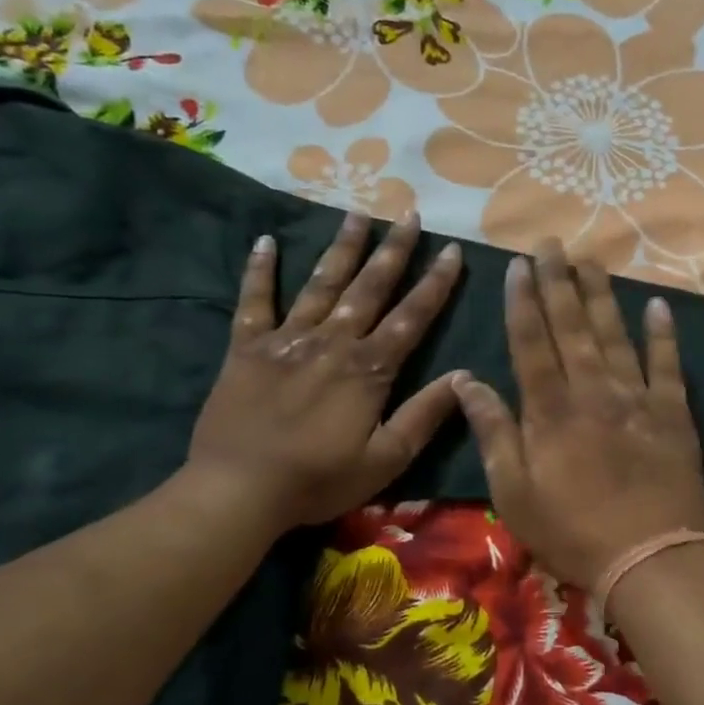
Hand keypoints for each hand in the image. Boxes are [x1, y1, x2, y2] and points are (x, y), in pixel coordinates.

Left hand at [186, 211, 463, 528]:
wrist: (238, 491)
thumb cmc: (318, 480)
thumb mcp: (386, 460)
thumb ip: (424, 416)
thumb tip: (464, 376)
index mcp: (368, 369)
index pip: (411, 317)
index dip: (435, 283)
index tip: (452, 250)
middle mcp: (332, 342)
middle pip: (369, 288)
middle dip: (393, 251)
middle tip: (409, 214)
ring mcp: (287, 340)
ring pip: (320, 284)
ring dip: (341, 248)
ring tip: (357, 214)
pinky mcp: (247, 349)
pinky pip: (254, 302)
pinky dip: (259, 271)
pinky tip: (265, 241)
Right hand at [452, 241, 703, 591]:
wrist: (650, 560)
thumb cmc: (571, 532)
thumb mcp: (513, 492)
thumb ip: (493, 432)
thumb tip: (466, 380)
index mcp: (550, 410)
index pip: (531, 342)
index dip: (523, 301)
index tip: (518, 265)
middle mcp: (592, 391)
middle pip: (572, 326)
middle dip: (558, 282)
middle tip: (551, 243)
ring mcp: (637, 398)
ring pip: (615, 334)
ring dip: (602, 294)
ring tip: (591, 259)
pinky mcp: (673, 413)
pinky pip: (668, 364)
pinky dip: (663, 334)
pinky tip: (658, 305)